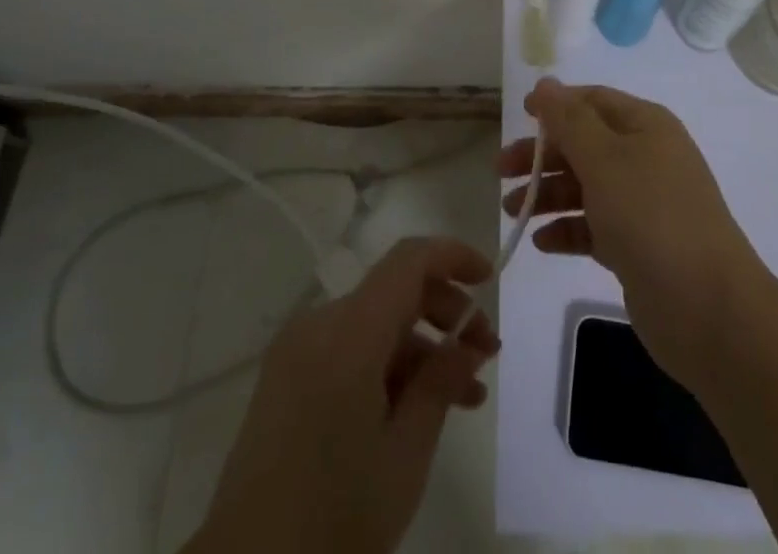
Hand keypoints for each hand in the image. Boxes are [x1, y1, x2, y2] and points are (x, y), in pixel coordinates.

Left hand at [183, 237, 498, 553]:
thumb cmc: (333, 520)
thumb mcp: (404, 456)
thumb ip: (440, 383)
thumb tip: (468, 342)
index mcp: (347, 333)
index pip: (408, 261)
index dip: (453, 257)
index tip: (490, 279)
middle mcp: (318, 325)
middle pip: (394, 291)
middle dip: (446, 312)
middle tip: (487, 353)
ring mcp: (297, 351)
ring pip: (375, 324)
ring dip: (422, 347)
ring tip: (466, 394)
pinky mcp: (286, 379)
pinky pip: (349, 350)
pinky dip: (388, 365)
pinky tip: (419, 408)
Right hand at [500, 77, 769, 385]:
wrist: (707, 308)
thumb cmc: (651, 216)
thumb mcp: (604, 158)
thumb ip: (569, 120)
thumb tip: (546, 83)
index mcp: (645, 126)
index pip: (593, 101)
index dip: (556, 104)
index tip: (518, 115)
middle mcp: (645, 158)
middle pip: (584, 144)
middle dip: (542, 154)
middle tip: (501, 171)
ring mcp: (643, 204)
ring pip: (585, 187)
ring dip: (548, 194)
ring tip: (512, 211)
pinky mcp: (637, 247)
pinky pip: (593, 227)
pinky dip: (567, 230)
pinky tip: (541, 242)